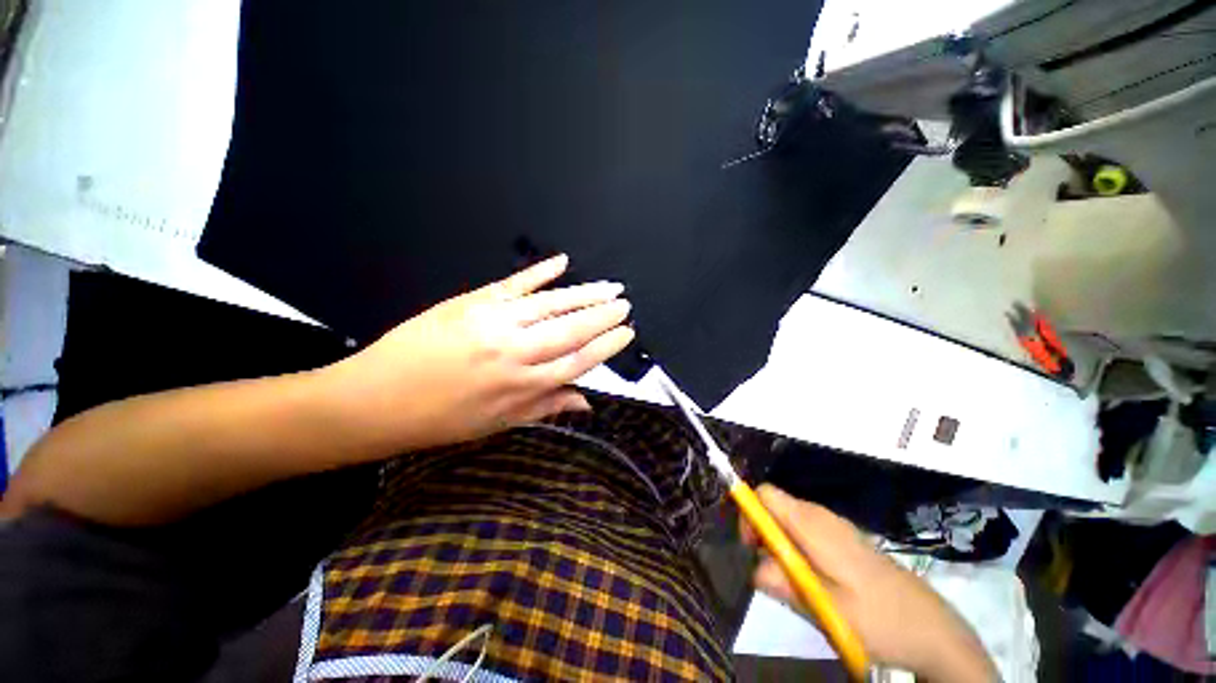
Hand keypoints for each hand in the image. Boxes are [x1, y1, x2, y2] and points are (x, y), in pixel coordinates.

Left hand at [324, 254, 633, 452]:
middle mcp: (515, 352)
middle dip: (604, 315)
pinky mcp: (472, 302)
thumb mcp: (498, 423)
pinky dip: (540, 271)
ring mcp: (494, 322)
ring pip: (551, 304)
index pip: (579, 361)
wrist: (375, 399)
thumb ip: (545, 406)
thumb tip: (586, 402)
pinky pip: (514, 283)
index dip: (607, 346)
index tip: (627, 333)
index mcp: (522, 386)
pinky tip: (562, 262)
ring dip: (585, 293)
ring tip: (610, 287)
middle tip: (625, 304)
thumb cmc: (440, 419)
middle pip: (572, 329)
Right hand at [742, 486, 998, 681]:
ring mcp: (835, 525)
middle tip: (771, 571)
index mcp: (812, 524)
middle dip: (762, 532)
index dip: (748, 512)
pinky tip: (814, 580)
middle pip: (774, 505)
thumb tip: (751, 567)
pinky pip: (806, 531)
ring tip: (793, 581)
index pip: (764, 493)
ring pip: (789, 520)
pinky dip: (797, 548)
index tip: (750, 547)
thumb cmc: (878, 618)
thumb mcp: (824, 608)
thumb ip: (781, 582)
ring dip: (779, 544)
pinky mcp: (845, 538)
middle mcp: (821, 515)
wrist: (932, 629)